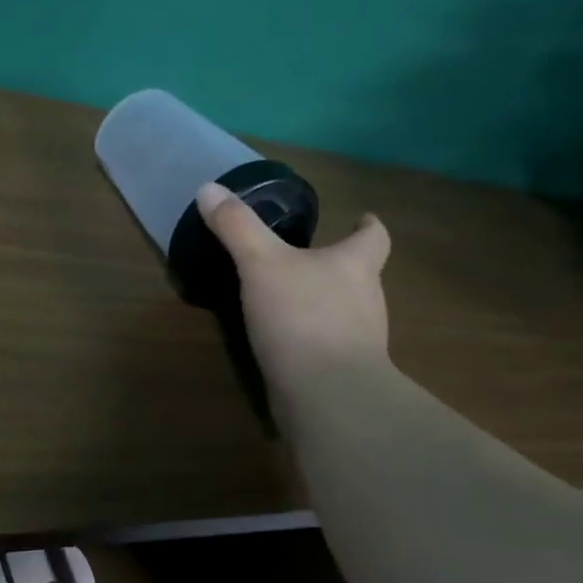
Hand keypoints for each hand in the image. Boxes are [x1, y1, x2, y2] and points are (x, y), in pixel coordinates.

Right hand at [197, 181, 391, 389]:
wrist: (327, 394)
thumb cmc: (302, 317)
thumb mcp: (261, 263)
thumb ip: (237, 227)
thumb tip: (209, 188)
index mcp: (355, 265)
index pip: (374, 237)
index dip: (367, 226)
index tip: (361, 218)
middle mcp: (367, 299)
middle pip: (361, 274)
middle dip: (339, 266)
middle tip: (307, 259)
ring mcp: (360, 340)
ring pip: (347, 312)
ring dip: (325, 304)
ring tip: (291, 299)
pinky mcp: (344, 372)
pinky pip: (329, 346)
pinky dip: (312, 340)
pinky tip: (285, 343)